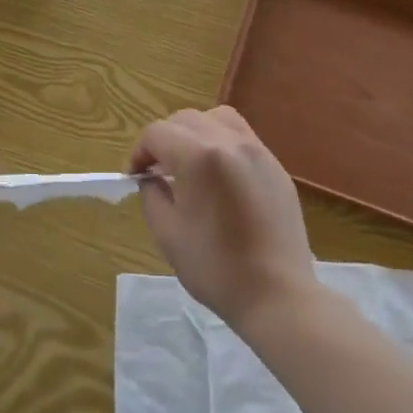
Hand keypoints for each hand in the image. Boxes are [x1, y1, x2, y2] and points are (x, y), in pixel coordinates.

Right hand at [128, 106, 317, 329]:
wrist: (277, 294)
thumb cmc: (215, 267)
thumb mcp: (167, 233)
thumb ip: (152, 194)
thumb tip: (151, 178)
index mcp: (199, 157)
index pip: (157, 133)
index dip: (139, 152)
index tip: (135, 177)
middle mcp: (229, 142)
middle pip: (185, 119)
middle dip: (164, 139)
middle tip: (157, 171)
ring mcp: (257, 151)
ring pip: (217, 118)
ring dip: (195, 133)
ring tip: (189, 164)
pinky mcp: (275, 166)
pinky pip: (242, 137)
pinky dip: (221, 144)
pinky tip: (219, 177)